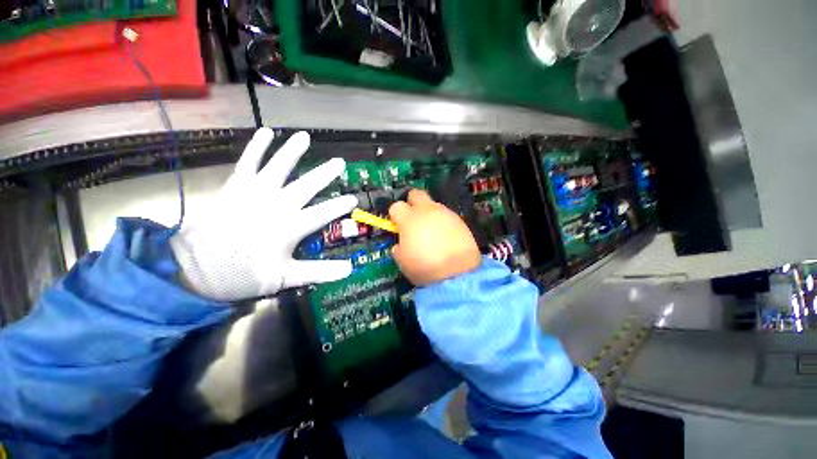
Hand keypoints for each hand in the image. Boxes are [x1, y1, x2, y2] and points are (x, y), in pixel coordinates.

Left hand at [170, 128, 356, 301]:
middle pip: (307, 186)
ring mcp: (255, 193)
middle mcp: (277, 205)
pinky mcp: (235, 186)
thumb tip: (349, 269)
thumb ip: (319, 271)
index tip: (354, 199)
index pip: (323, 213)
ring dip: (293, 151)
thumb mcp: (285, 278)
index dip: (340, 205)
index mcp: (291, 227)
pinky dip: (257, 147)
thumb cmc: (243, 274)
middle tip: (340, 162)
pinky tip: (266, 132)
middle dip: (325, 174)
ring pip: (279, 167)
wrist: (194, 267)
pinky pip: (248, 162)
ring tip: (304, 136)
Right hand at [388, 190, 481, 285]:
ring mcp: (445, 213)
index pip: (396, 206)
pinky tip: (446, 236)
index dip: (395, 215)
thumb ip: (399, 248)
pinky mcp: (460, 220)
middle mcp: (427, 211)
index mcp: (409, 219)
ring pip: (433, 204)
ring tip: (433, 231)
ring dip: (429, 214)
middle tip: (413, 218)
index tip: (397, 225)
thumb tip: (400, 244)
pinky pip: (447, 216)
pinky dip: (443, 222)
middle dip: (412, 202)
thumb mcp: (403, 262)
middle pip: (416, 194)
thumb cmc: (424, 267)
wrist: (457, 273)